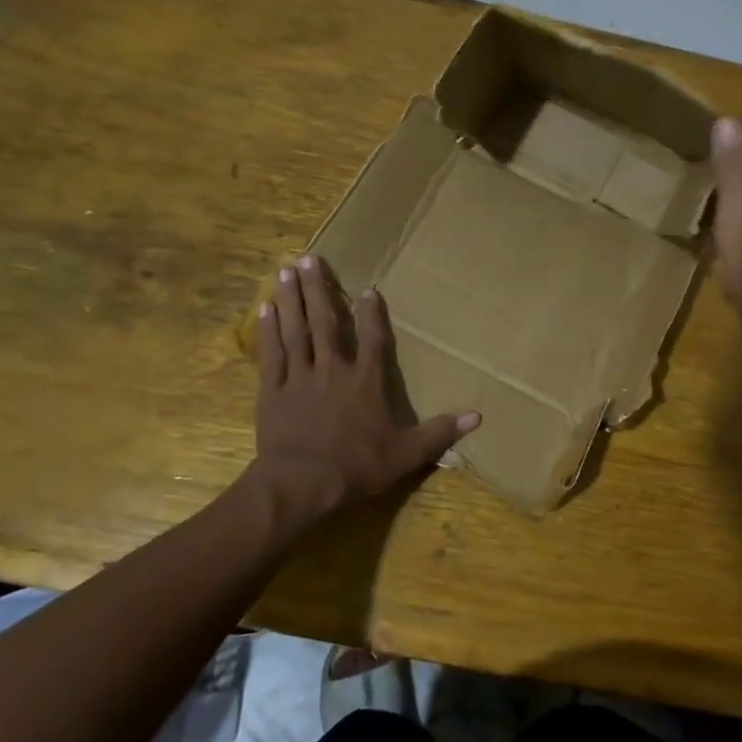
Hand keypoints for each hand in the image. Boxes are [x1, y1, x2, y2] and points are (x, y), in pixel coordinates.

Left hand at [252, 255, 478, 519]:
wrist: (301, 484)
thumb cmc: (356, 467)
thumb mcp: (407, 454)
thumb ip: (439, 432)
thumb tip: (477, 416)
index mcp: (366, 381)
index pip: (373, 340)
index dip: (372, 314)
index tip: (368, 289)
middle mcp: (333, 369)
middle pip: (326, 322)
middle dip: (320, 289)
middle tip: (310, 258)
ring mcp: (299, 377)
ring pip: (295, 330)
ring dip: (291, 299)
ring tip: (285, 270)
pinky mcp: (272, 391)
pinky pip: (271, 354)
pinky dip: (268, 331)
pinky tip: (264, 309)